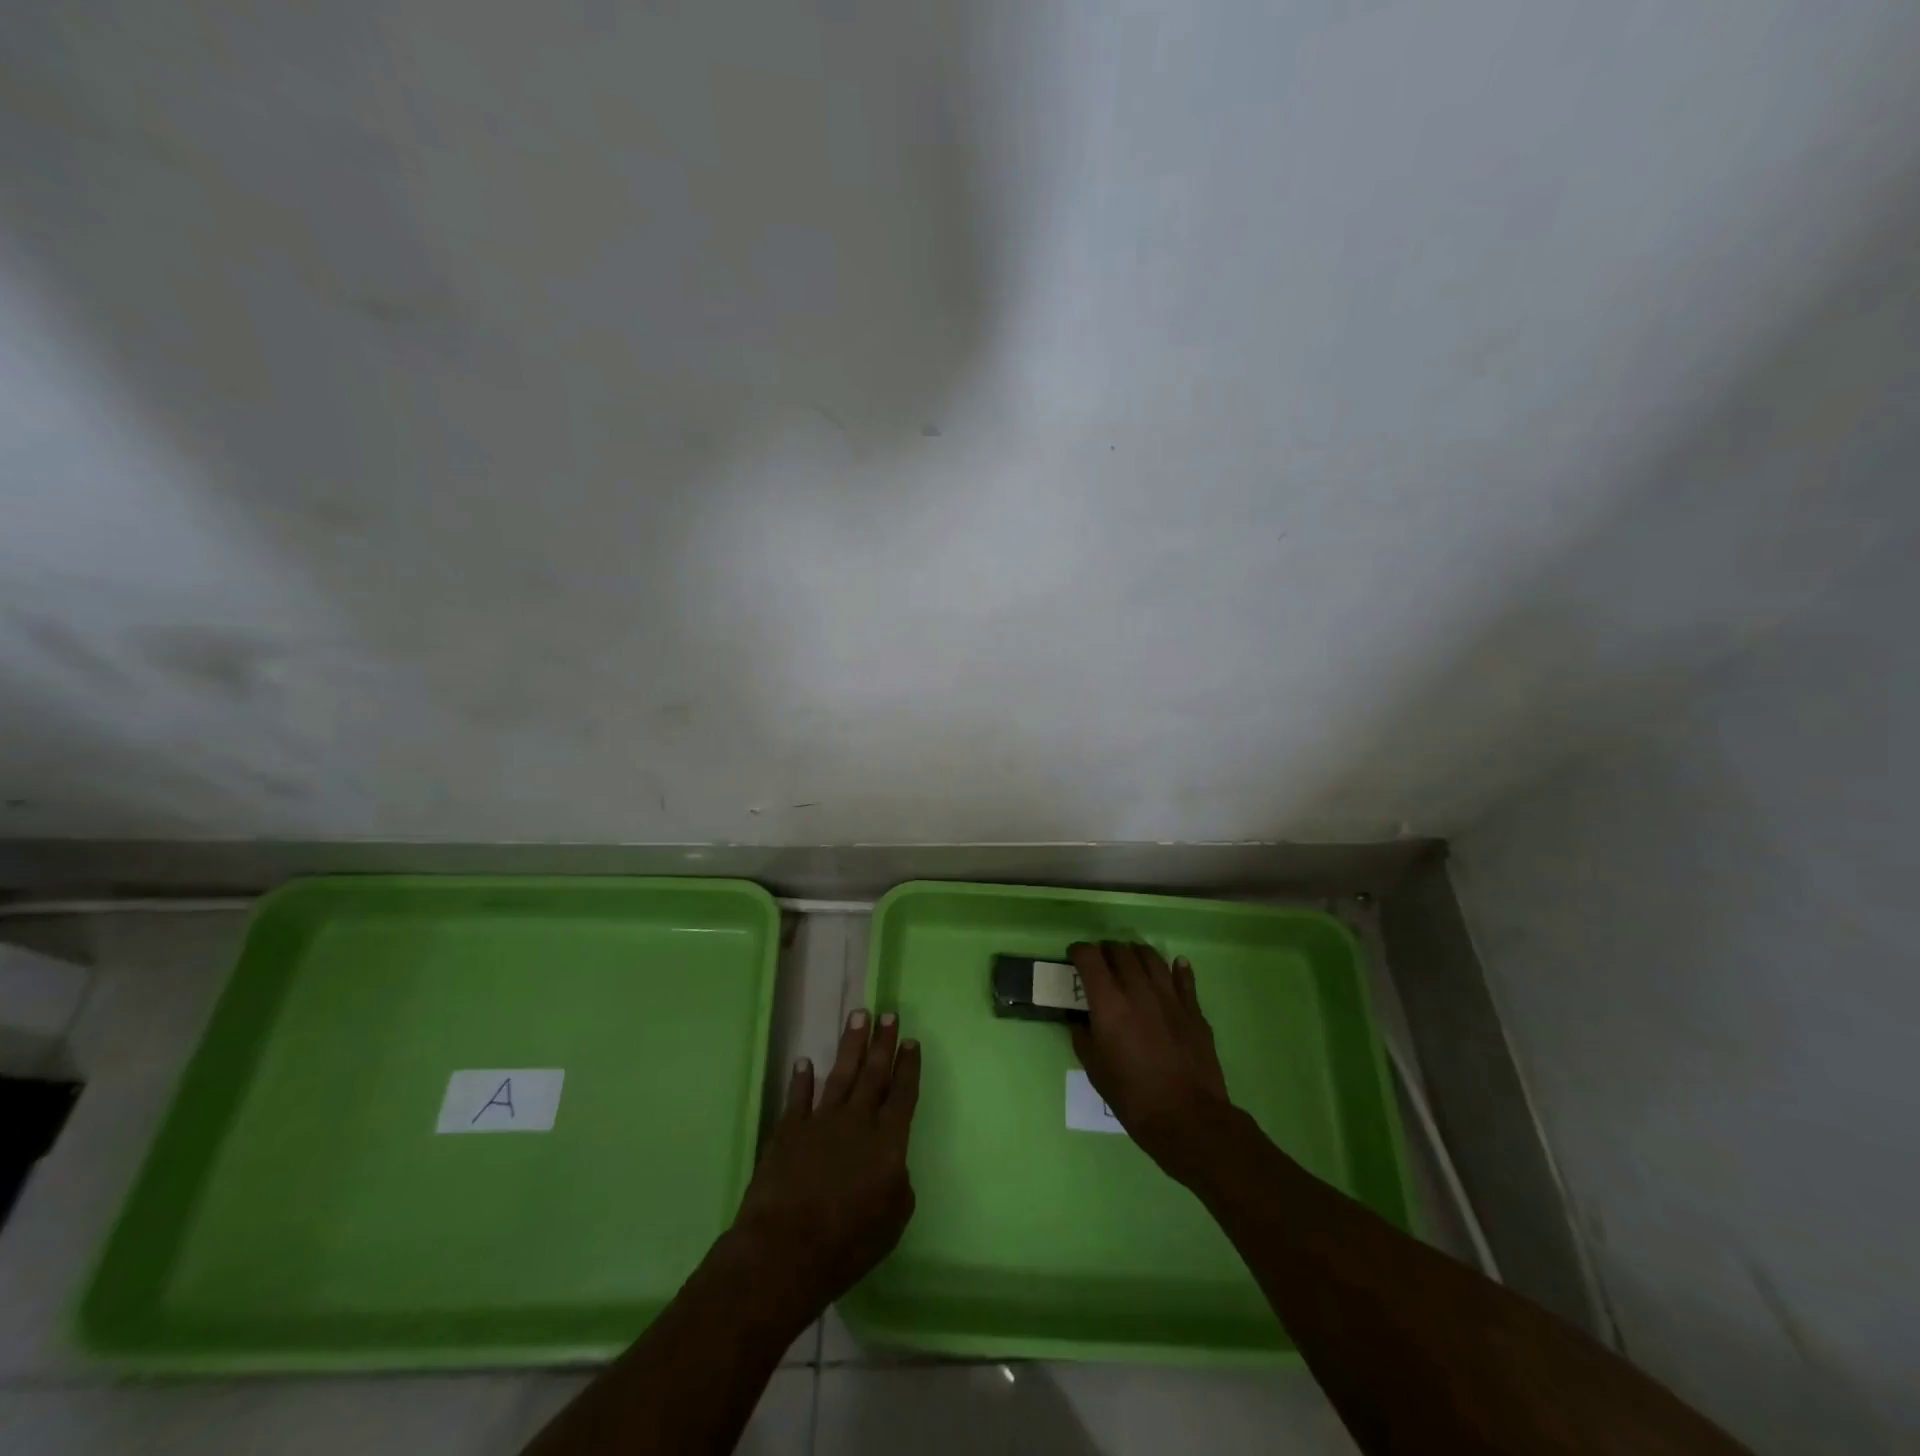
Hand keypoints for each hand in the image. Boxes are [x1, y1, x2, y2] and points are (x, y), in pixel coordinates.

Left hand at [730, 1008, 919, 1322]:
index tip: (911, 1041)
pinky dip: (801, 1079)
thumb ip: (899, 1184)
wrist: (786, 1249)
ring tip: (858, 1016)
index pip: (902, 1093)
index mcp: (888, 1141)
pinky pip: (798, 1097)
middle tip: (888, 1013)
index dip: (908, 1066)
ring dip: (850, 1044)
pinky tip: (804, 1062)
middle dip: (883, 1042)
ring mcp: (820, 1121)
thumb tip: (893, 1164)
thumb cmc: (848, 1243)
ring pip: (840, 1073)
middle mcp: (857, 1121)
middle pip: (873, 1073)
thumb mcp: (893, 1221)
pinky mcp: (789, 1130)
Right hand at [1069, 941, 1234, 1183]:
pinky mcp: (1193, 1009)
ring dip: (1136, 953)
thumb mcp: (1095, 1070)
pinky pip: (1184, 978)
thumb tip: (1080, 1020)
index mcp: (1109, 1003)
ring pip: (1151, 957)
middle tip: (1100, 961)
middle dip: (1105, 950)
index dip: (1078, 951)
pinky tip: (1175, 965)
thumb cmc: (1133, 1097)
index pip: (1090, 958)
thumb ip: (1083, 1037)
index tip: (1074, 956)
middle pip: (1120, 951)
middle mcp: (1138, 990)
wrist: (1188, 1118)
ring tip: (1130, 959)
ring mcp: (1169, 997)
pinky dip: (1177, 968)